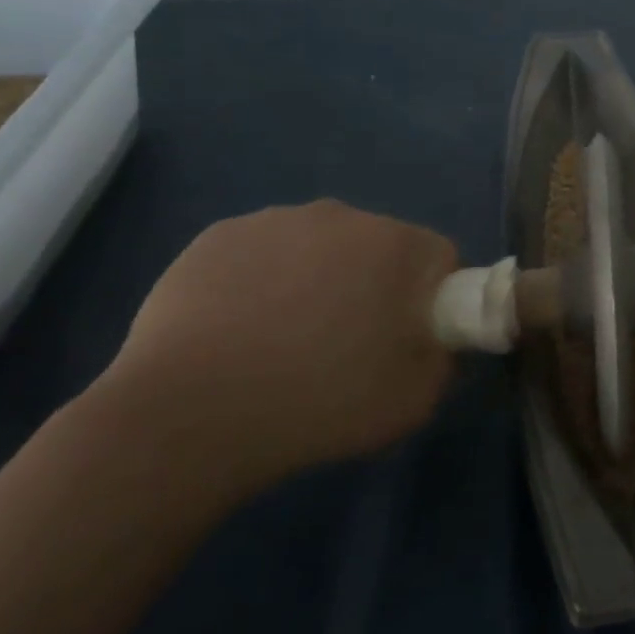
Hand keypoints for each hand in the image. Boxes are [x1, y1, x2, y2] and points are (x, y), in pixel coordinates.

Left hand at [92, 201, 458, 497]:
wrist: (189, 417)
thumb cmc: (320, 405)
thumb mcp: (417, 399)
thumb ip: (444, 356)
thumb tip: (432, 338)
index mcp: (398, 245)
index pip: (439, 259)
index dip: (432, 300)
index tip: (409, 339)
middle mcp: (342, 215)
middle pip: (380, 247)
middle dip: (375, 285)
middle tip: (349, 344)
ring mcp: (275, 221)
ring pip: (319, 246)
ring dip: (318, 279)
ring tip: (286, 341)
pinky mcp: (218, 236)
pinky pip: (263, 253)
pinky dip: (263, 281)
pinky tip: (241, 330)